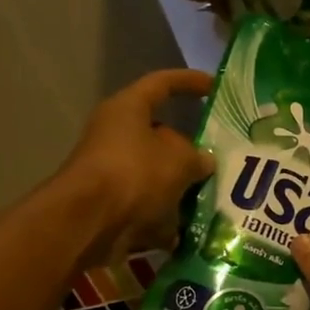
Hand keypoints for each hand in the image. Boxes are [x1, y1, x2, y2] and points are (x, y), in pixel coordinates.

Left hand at [58, 69, 214, 263]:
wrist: (89, 224)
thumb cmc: (135, 174)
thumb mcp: (180, 160)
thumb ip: (198, 157)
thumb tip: (204, 161)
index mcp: (128, 109)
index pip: (162, 84)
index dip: (190, 82)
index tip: (215, 87)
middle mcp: (116, 135)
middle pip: (161, 136)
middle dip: (191, 149)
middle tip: (221, 158)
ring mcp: (112, 171)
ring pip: (157, 173)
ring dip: (182, 186)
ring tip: (213, 195)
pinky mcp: (112, 204)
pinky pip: (148, 204)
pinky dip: (167, 216)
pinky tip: (191, 227)